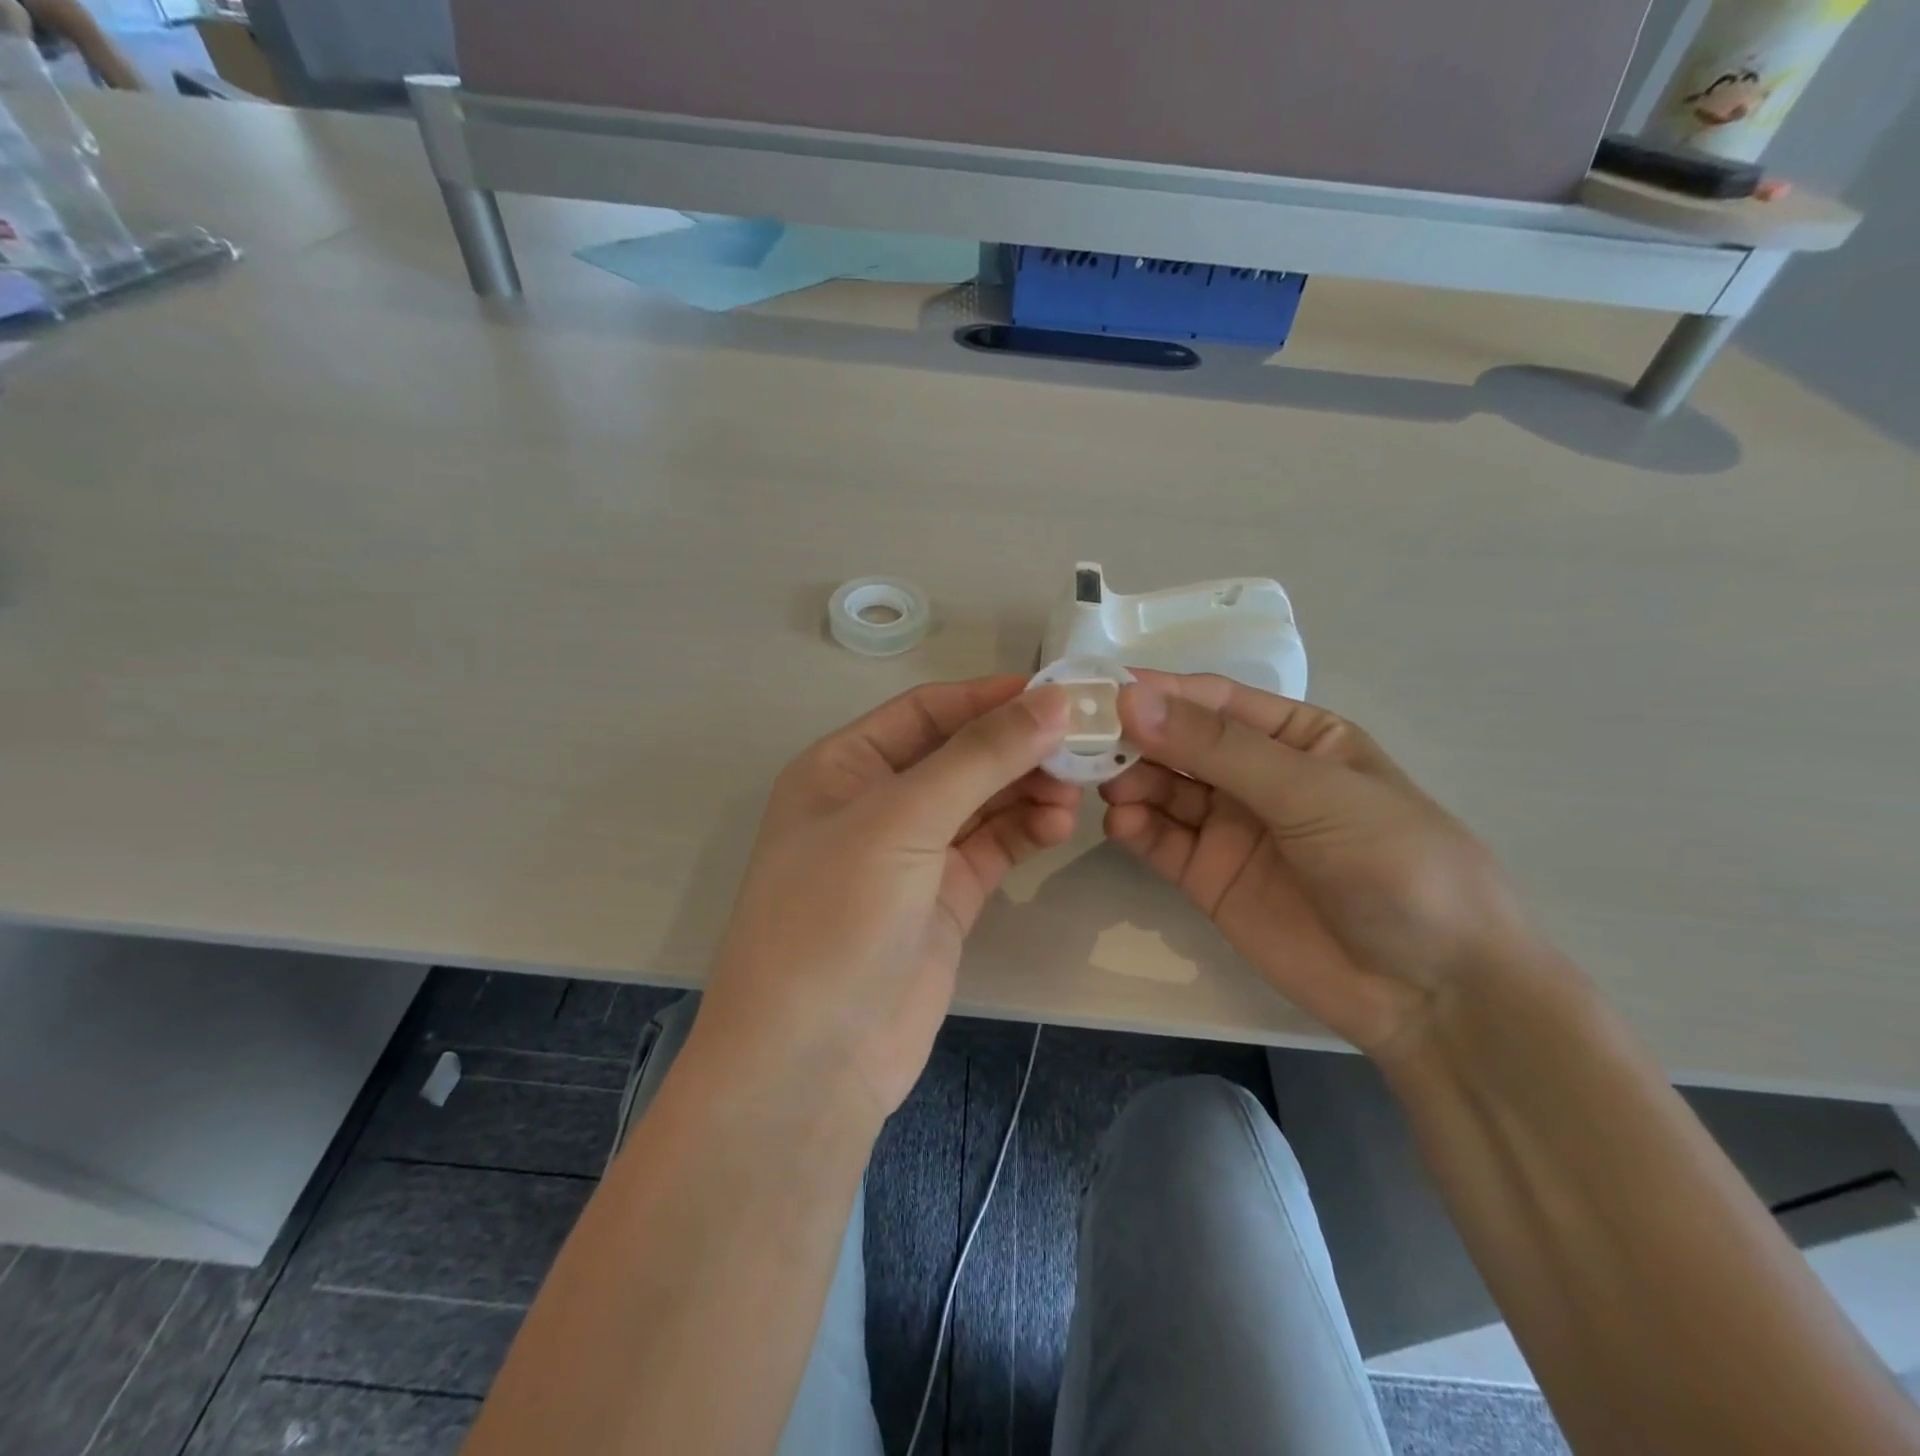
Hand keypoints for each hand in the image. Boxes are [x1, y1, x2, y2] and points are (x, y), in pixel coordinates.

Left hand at [693, 677, 1077, 1124]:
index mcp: (843, 766)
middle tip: (1083, 743)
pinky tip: (1059, 824)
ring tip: (1077, 788)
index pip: (926, 711)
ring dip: (1027, 788)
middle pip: (959, 754)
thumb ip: (980, 757)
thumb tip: (1051, 700)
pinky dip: (1026, 830)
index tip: (1057, 691)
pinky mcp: (943, 898)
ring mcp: (911, 854)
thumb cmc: (836, 916)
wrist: (812, 1059)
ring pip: (982, 801)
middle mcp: (876, 803)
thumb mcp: (903, 821)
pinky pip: (992, 847)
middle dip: (1017, 746)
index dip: (989, 698)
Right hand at [1103, 673, 1538, 1061]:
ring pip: (1163, 790)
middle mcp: (1257, 776)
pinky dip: (1135, 829)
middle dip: (1134, 738)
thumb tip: (1131, 699)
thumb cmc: (1393, 864)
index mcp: (1296, 737)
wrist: (1431, 991)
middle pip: (1179, 744)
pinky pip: (1162, 842)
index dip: (1158, 691)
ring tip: (1103, 786)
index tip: (1100, 689)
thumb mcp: (1311, 792)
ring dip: (1129, 782)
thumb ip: (1218, 748)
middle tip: (1083, 741)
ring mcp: (1231, 829)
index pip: (1214, 700)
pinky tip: (1120, 825)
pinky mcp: (1209, 878)